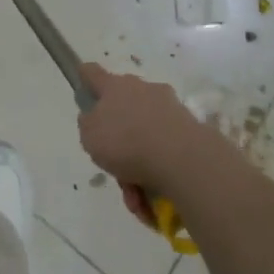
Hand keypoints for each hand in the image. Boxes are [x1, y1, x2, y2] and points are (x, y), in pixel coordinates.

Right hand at [78, 63, 222, 226]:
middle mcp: (142, 89)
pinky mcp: (189, 129)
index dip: (85, 80)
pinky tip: (153, 201)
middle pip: (123, 111)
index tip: (83, 91)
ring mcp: (168, 108)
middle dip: (118, 142)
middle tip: (115, 170)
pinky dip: (157, 174)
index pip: (92, 73)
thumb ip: (88, 125)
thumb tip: (95, 118)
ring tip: (135, 198)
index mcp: (114, 87)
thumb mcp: (89, 137)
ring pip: (144, 137)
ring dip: (137, 168)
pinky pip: (165, 151)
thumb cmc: (126, 142)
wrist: (182, 158)